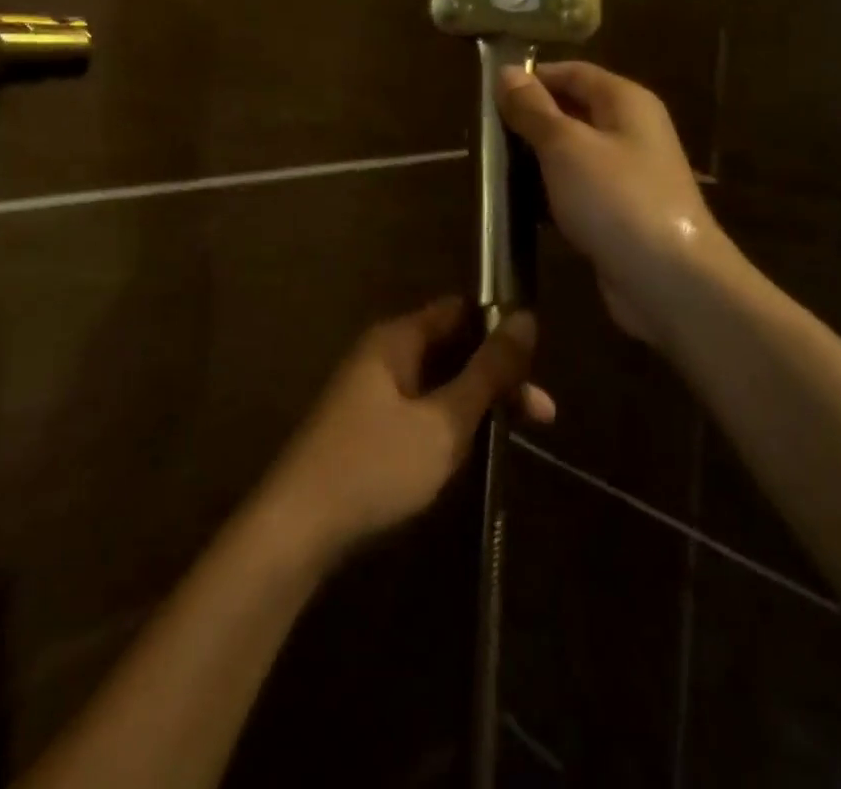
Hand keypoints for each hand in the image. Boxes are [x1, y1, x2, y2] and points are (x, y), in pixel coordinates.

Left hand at [261, 299, 553, 562]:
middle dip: (497, 375)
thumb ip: (487, 373)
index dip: (499, 327)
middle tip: (543, 413)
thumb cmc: (375, 466)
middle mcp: (384, 354)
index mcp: (397, 339)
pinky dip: (452, 422)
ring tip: (519, 434)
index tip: (538, 359)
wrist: (297, 529)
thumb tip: (526, 318)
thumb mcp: (443, 421)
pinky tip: (476, 449)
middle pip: (453, 347)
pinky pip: (422, 408)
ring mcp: (374, 391)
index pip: (459, 310)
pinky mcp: (370, 426)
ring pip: (440, 382)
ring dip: (478, 403)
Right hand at [497, 62, 727, 345]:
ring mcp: (627, 174)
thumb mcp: (565, 146)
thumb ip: (533, 109)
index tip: (488, 93)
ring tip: (490, 168)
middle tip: (483, 134)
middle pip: (572, 111)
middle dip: (528, 120)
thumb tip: (506, 72)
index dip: (531, 78)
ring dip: (534, 159)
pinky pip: (576, 190)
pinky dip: (548, 193)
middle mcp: (630, 131)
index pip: (572, 72)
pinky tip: (517, 205)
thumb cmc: (616, 199)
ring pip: (571, 154)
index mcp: (625, 101)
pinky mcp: (618, 213)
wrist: (669, 281)